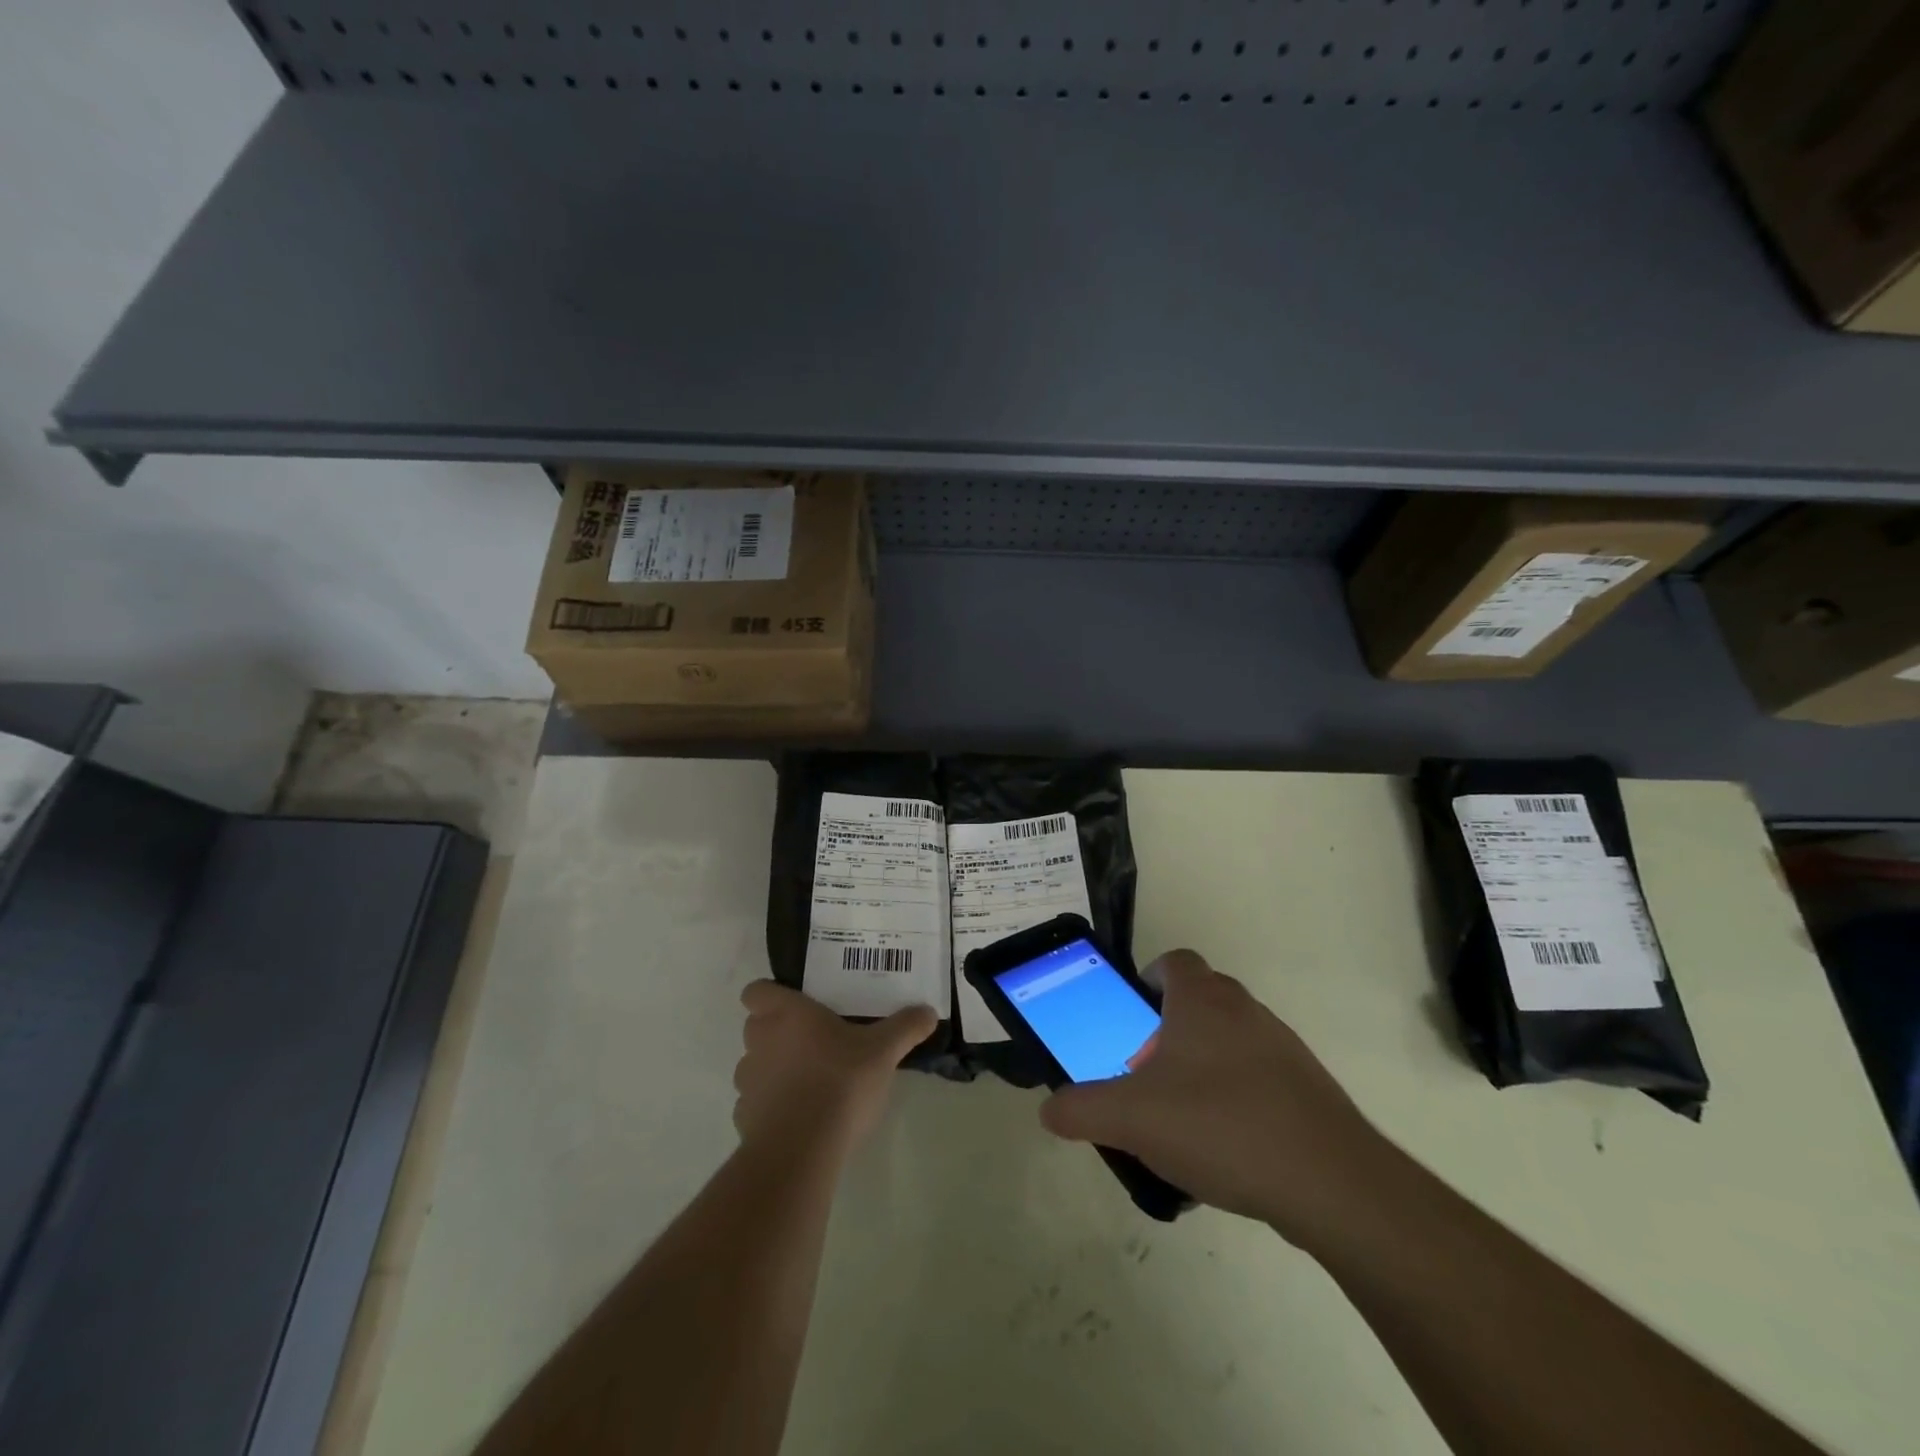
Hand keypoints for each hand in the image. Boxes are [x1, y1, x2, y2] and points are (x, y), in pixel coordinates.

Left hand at [734, 982, 935, 1157]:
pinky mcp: (744, 1119)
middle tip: (813, 1040)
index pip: (756, 991)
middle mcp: (760, 1041)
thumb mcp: (884, 1051)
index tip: (795, 1004)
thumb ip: (905, 1027)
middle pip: (756, 1026)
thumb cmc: (840, 1082)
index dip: (769, 995)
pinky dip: (772, 1107)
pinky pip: (755, 1104)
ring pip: (754, 1065)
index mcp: (787, 1014)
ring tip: (808, 1082)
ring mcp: (748, 1082)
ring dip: (774, 1069)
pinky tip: (799, 1117)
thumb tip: (929, 1011)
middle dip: (777, 1032)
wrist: (802, 1149)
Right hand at [1039, 950, 1392, 1246]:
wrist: (1331, 1183)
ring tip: (1181, 1119)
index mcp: (1203, 1000)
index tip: (1131, 1017)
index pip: (1174, 961)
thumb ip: (1081, 1110)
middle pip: (1199, 1001)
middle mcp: (1245, 1010)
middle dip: (1168, 1030)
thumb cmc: (1220, 1125)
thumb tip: (1050, 1109)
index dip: (1148, 979)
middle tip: (1145, 1074)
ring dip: (1203, 1065)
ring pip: (1230, 1040)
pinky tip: (1225, 1149)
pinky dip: (1237, 1098)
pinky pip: (1259, 1078)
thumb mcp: (1131, 1119)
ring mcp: (1283, 1047)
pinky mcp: (1308, 1089)